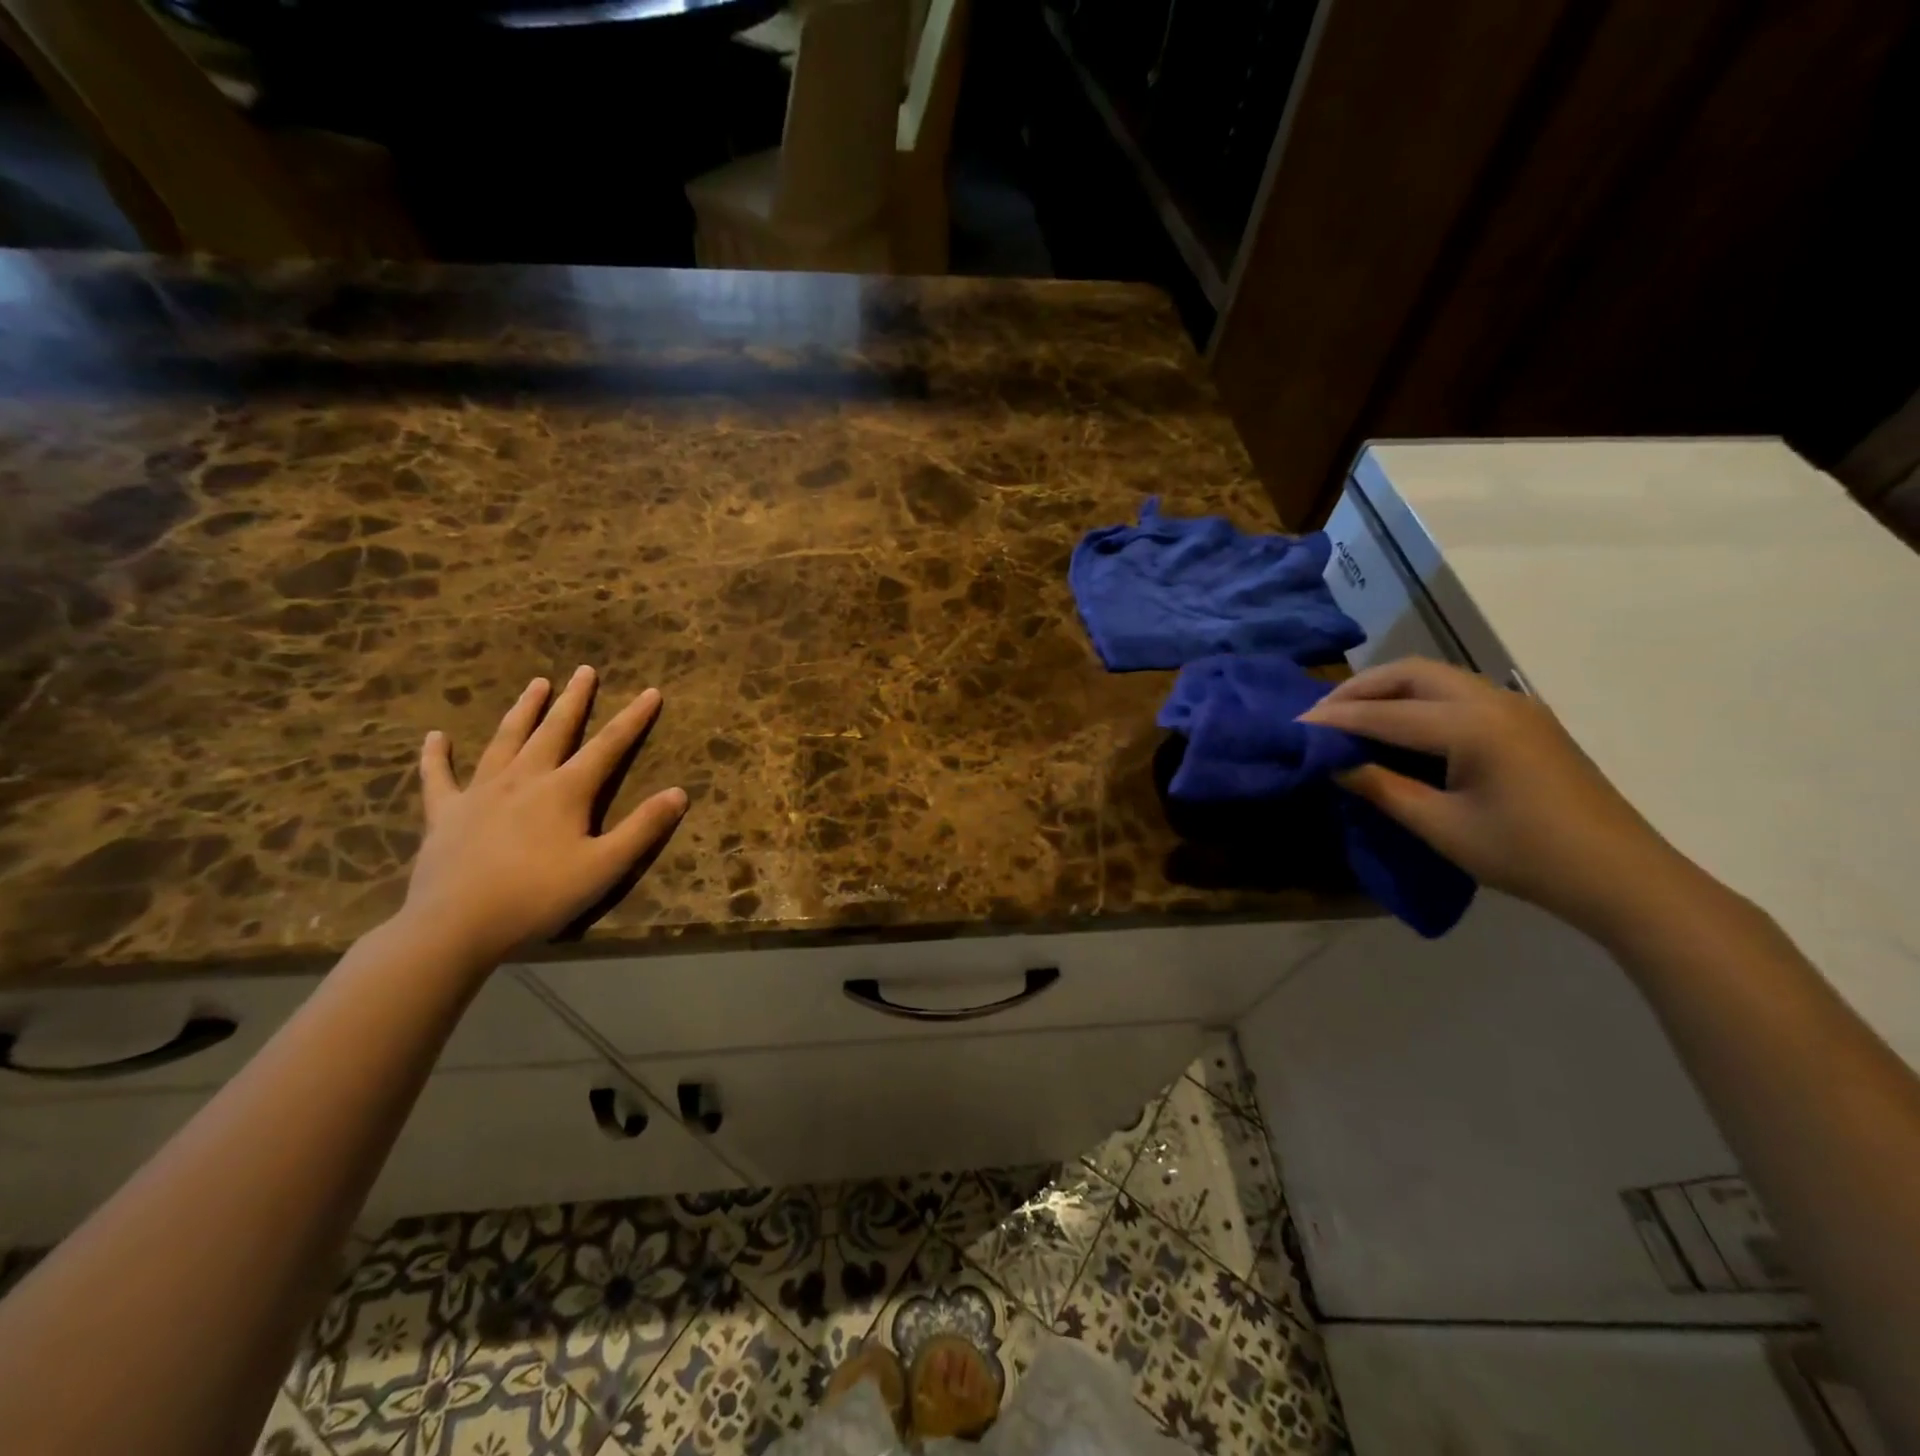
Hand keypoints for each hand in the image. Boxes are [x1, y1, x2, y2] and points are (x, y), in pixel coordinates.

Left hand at [400, 666, 687, 966]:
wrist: (455, 926)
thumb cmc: (538, 896)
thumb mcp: (604, 867)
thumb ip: (643, 828)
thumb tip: (679, 793)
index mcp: (565, 791)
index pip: (608, 746)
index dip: (632, 718)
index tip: (650, 691)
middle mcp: (524, 778)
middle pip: (554, 730)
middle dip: (574, 700)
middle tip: (584, 670)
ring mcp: (480, 792)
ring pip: (505, 740)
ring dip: (523, 711)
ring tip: (536, 684)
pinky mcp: (446, 813)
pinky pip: (439, 778)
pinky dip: (436, 757)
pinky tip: (434, 738)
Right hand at [1301, 658, 1678, 932]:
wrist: (1622, 876)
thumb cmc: (1526, 855)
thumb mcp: (1441, 827)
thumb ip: (1382, 787)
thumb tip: (1334, 764)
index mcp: (1473, 726)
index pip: (1385, 714)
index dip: (1335, 719)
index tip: (1294, 724)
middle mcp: (1493, 700)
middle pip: (1410, 673)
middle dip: (1359, 689)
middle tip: (1321, 714)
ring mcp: (1514, 706)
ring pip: (1435, 676)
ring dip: (1388, 689)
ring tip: (1352, 716)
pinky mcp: (1525, 720)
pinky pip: (1457, 690)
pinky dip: (1417, 697)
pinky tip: (1400, 725)